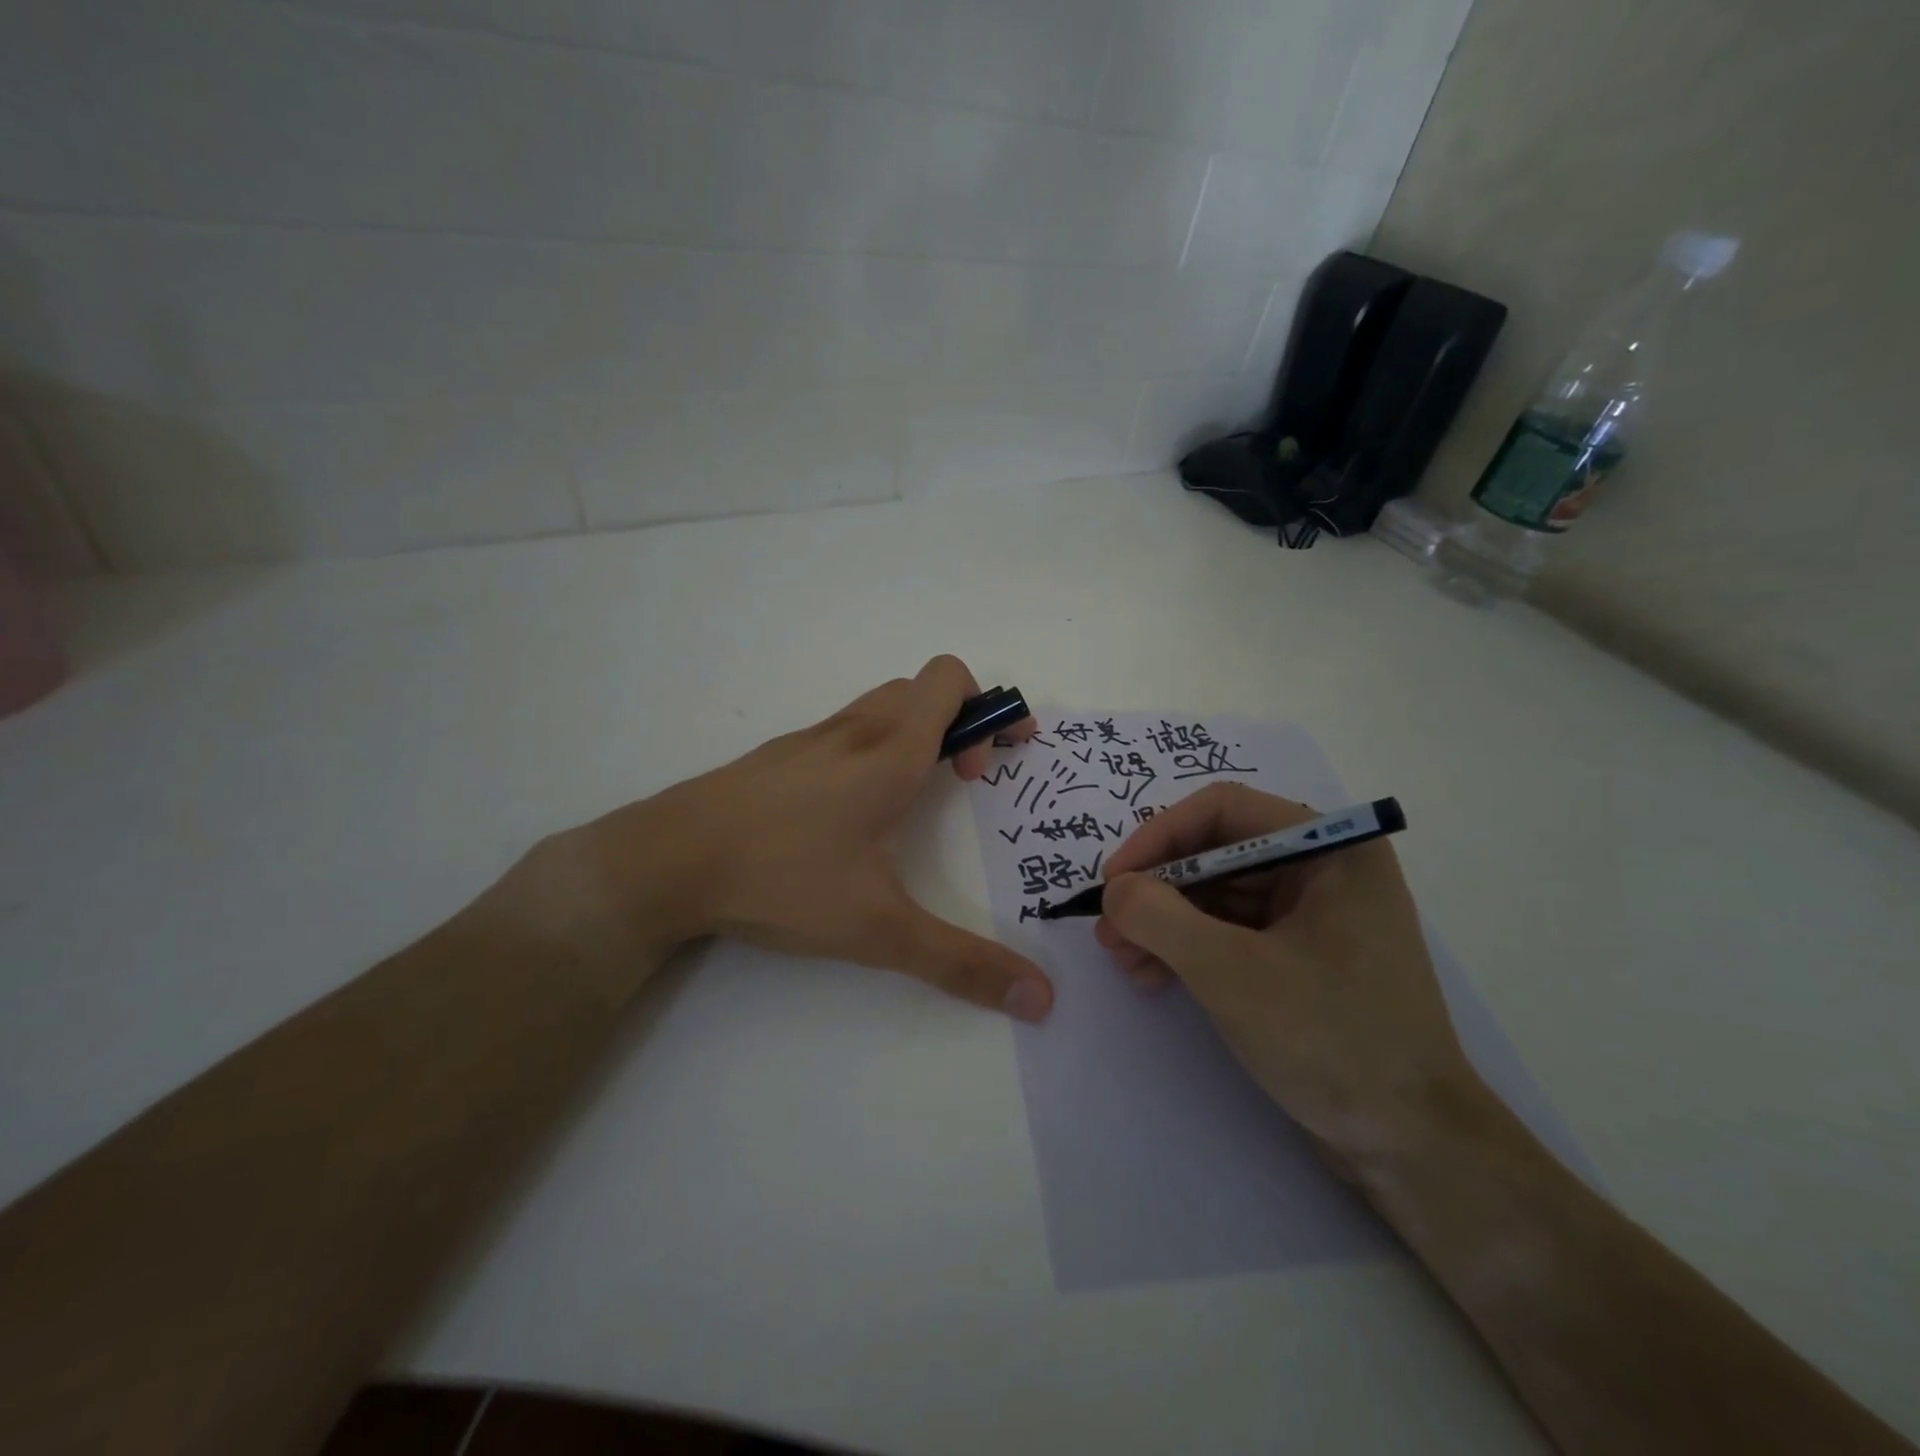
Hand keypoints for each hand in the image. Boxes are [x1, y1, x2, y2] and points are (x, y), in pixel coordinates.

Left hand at [511, 656, 1055, 1020]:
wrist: (664, 860)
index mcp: (889, 753)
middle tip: (964, 781)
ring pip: (882, 706)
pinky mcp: (779, 757)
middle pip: (922, 689)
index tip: (1001, 758)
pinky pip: (845, 730)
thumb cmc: (781, 879)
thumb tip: (1040, 998)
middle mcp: (854, 731)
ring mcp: (811, 738)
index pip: (950, 680)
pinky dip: (874, 748)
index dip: (992, 705)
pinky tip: (853, 814)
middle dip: (961, 722)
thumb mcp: (879, 929)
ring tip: (914, 797)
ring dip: (917, 733)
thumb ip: (961, 962)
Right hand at [1094, 784, 1476, 1160]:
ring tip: (1123, 959)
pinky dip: (1188, 946)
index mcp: (1330, 848)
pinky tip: (1153, 975)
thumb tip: (1114, 890)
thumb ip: (1160, 918)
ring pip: (1217, 894)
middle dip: (1157, 889)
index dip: (1158, 837)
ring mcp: (1314, 913)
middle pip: (1216, 852)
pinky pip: (1231, 930)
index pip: (1223, 810)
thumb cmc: (1332, 1040)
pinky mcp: (1301, 955)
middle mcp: (1323, 867)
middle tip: (1109, 928)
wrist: (1412, 1147)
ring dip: (1165, 921)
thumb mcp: (1231, 973)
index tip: (1113, 880)